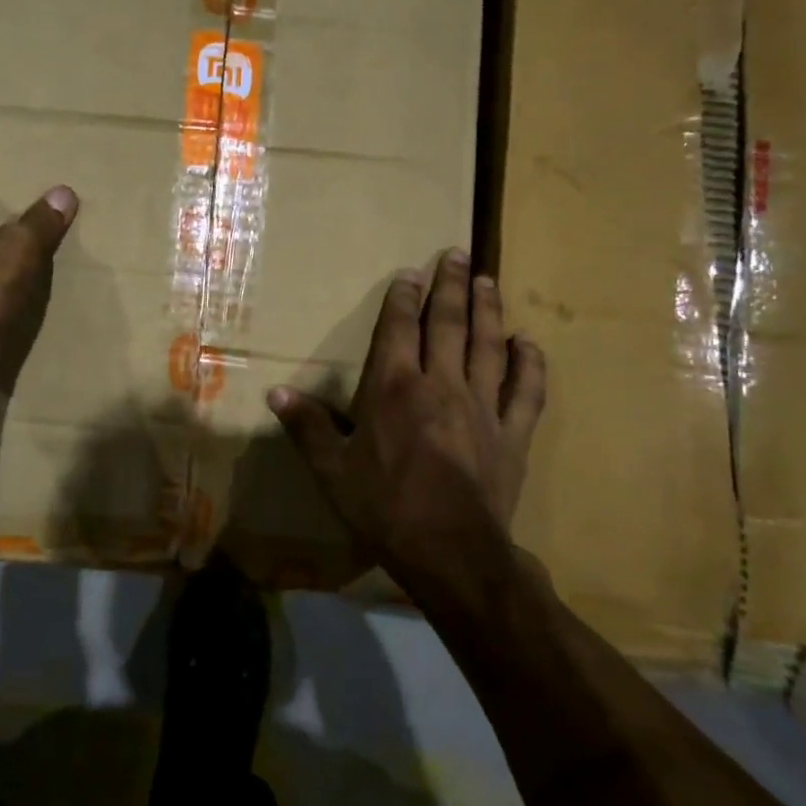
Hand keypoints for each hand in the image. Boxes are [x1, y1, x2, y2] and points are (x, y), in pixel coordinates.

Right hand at [268, 250, 546, 580]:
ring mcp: (483, 407)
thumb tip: (275, 393)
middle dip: (451, 286)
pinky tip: (528, 342)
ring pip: (488, 346)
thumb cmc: (384, 508)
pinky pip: (526, 391)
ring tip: (488, 280)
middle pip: (448, 324)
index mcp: (395, 389)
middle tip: (457, 253)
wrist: (451, 553)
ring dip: (488, 310)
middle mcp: (441, 384)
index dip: (404, 297)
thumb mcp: (332, 471)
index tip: (411, 272)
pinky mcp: (512, 434)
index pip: (399, 329)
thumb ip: (306, 427)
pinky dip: (529, 364)